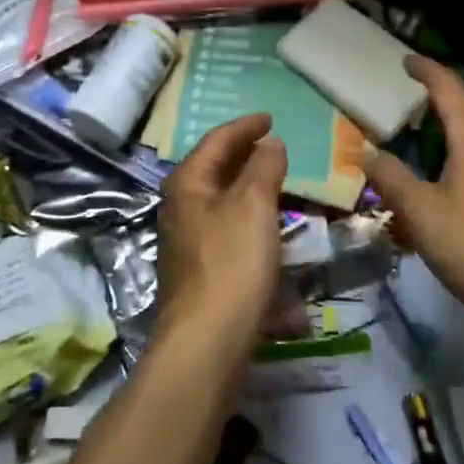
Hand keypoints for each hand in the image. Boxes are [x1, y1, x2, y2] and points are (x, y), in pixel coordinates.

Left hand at [155, 113, 288, 349]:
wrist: (206, 346)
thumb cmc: (231, 263)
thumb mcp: (254, 205)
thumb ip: (264, 167)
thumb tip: (269, 142)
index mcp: (188, 183)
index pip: (217, 140)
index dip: (245, 126)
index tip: (270, 118)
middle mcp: (182, 207)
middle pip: (216, 170)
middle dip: (247, 157)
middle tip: (276, 148)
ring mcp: (189, 242)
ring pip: (225, 203)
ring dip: (252, 191)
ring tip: (281, 185)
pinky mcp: (202, 273)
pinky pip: (231, 235)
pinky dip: (253, 226)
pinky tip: (276, 236)